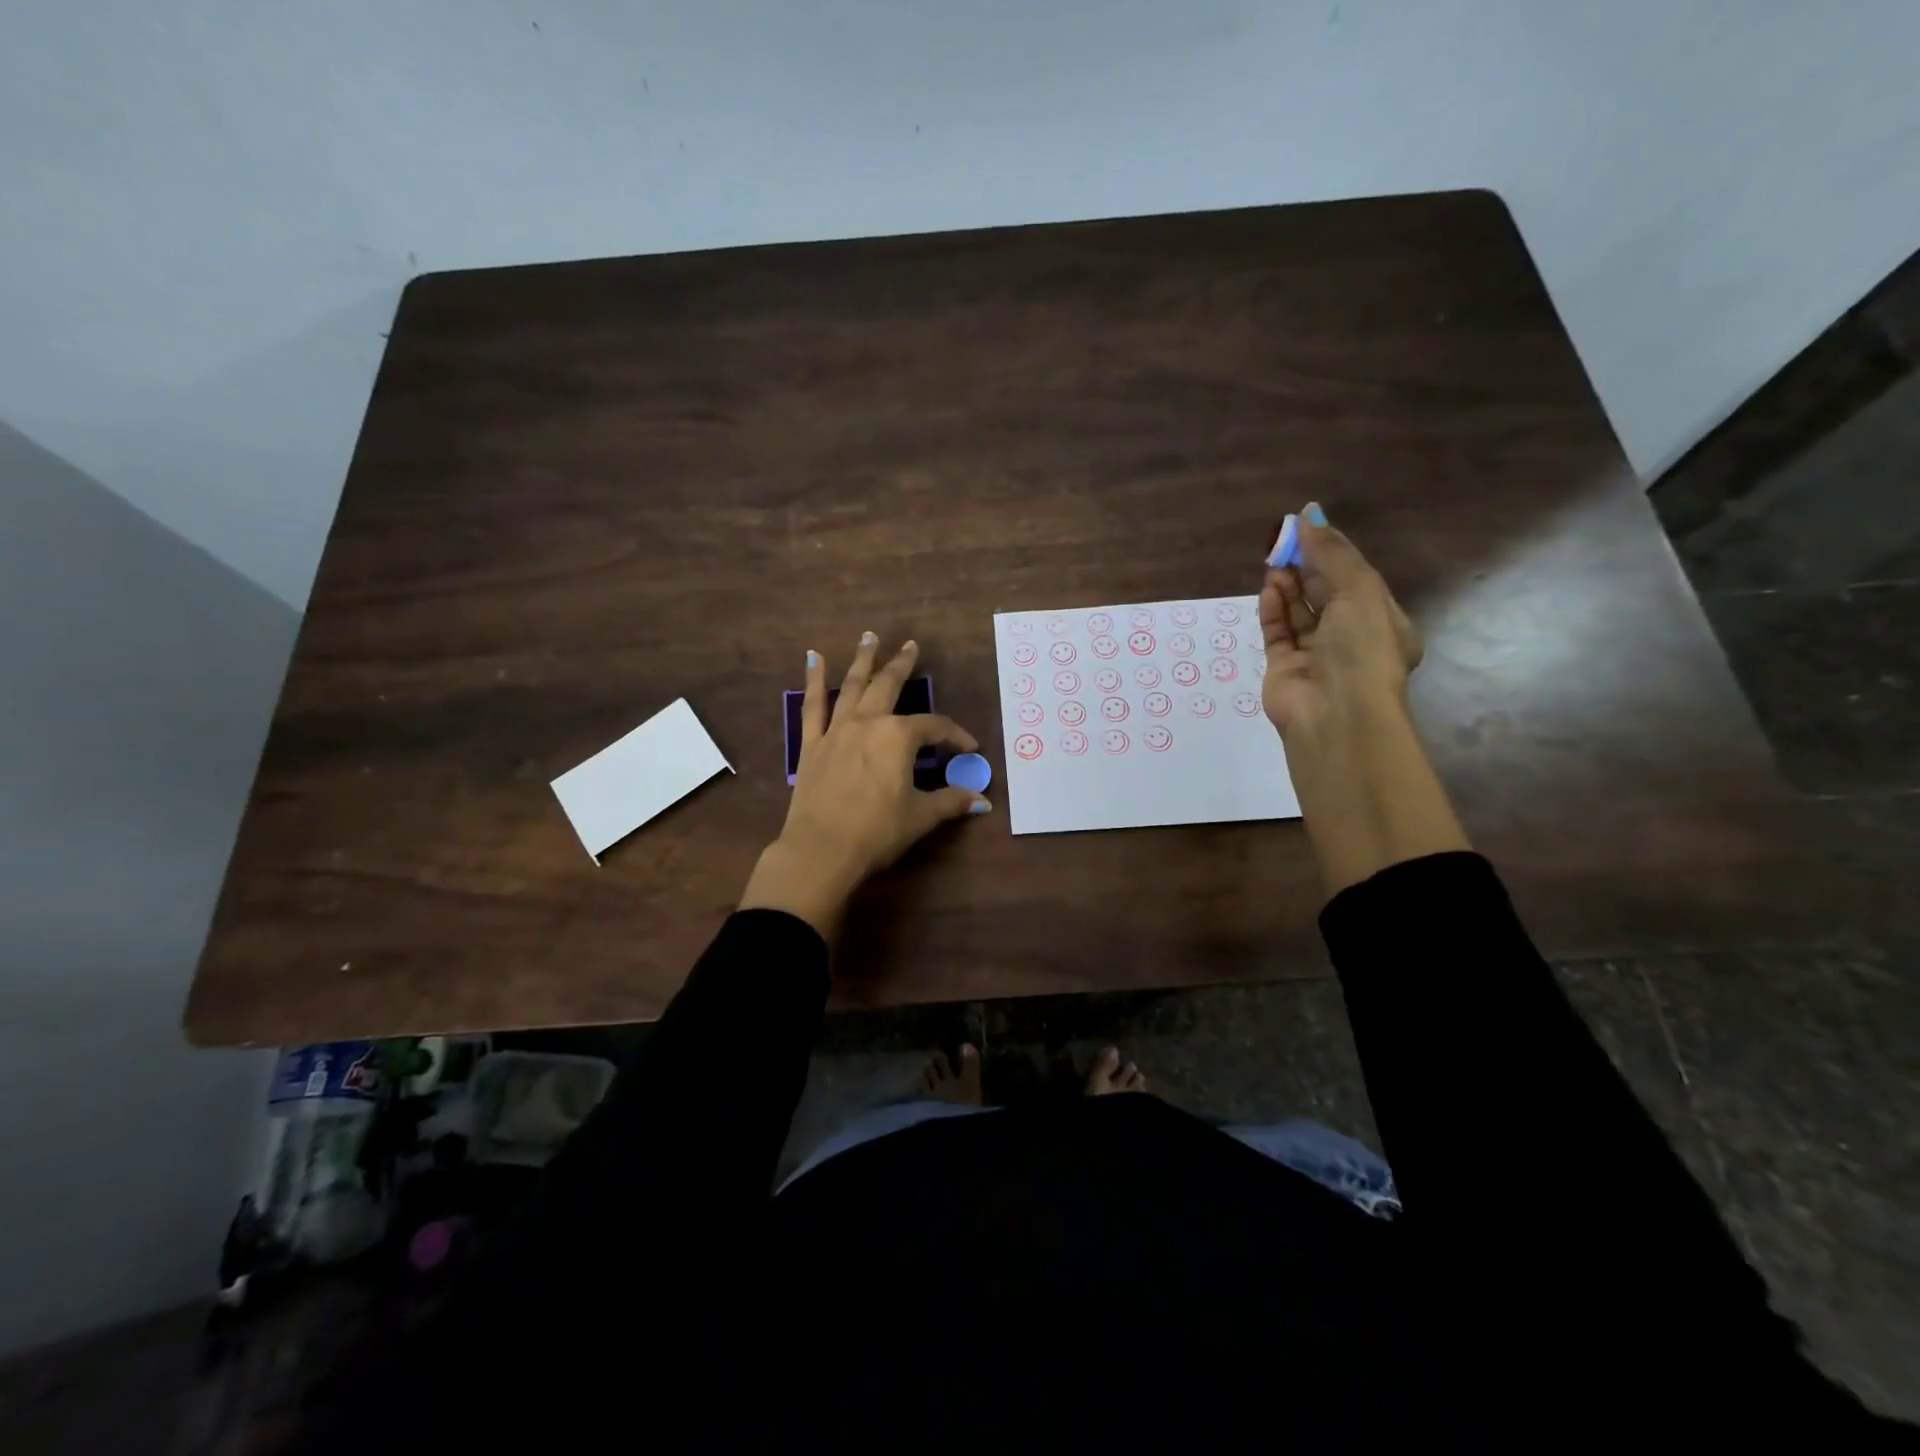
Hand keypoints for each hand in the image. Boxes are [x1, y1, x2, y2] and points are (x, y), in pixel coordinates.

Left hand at [739, 633, 989, 936]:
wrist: (820, 850)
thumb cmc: (876, 832)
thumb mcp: (920, 816)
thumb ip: (951, 802)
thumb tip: (982, 801)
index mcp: (898, 737)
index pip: (934, 727)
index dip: (955, 736)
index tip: (969, 748)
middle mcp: (868, 723)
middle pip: (889, 686)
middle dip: (903, 665)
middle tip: (911, 646)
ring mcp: (836, 730)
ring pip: (852, 686)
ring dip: (863, 660)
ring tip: (870, 637)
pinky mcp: (812, 744)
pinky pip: (813, 705)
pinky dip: (813, 680)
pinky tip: (812, 658)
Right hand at [1260, 503, 1422, 742]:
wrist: (1335, 714)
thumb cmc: (1361, 649)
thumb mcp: (1358, 591)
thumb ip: (1331, 553)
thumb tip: (1309, 513)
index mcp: (1381, 621)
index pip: (1355, 578)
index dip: (1331, 551)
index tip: (1306, 526)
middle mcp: (1350, 638)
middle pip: (1324, 593)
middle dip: (1305, 566)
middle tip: (1282, 540)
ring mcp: (1315, 654)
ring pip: (1299, 612)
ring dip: (1288, 585)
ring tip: (1273, 561)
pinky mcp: (1284, 667)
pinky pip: (1278, 632)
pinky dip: (1273, 610)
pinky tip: (1269, 589)